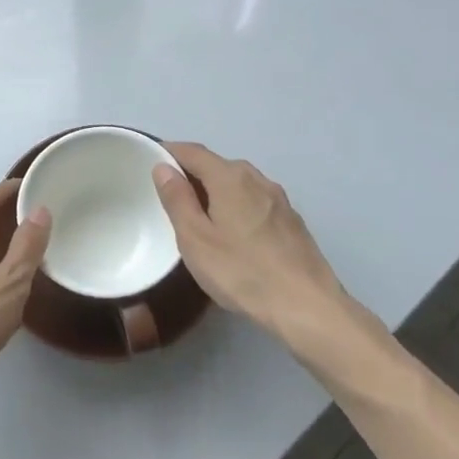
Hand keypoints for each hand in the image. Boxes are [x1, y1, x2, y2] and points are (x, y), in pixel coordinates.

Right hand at [152, 143, 362, 346]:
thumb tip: (163, 167)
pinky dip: (237, 206)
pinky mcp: (292, 221)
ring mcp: (279, 199)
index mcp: (230, 177)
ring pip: (239, 184)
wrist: (307, 306)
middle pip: (218, 165)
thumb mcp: (195, 239)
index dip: (170, 152)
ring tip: (199, 215)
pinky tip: (233, 233)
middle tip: (170, 195)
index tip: (150, 160)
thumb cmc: (242, 271)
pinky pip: (255, 202)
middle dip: (193, 173)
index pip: (193, 152)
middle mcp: (257, 179)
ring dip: (216, 191)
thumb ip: (177, 200)